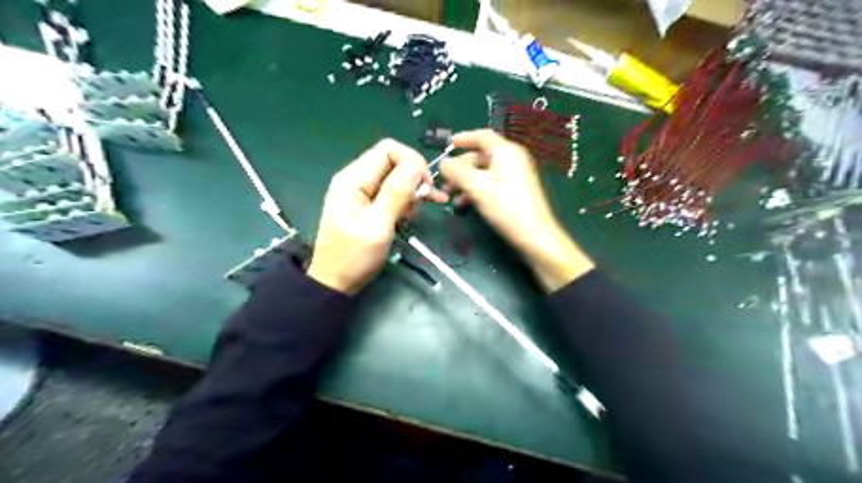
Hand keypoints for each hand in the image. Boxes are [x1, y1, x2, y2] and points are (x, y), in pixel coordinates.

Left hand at [308, 139, 442, 293]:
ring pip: (395, 176)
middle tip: (426, 200)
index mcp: (353, 179)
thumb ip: (395, 194)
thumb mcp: (377, 226)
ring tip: (417, 211)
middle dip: (414, 176)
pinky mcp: (368, 204)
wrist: (335, 282)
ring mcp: (362, 192)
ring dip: (411, 189)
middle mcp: (356, 179)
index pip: (388, 150)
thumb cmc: (353, 257)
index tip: (426, 186)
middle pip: (393, 161)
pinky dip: (405, 199)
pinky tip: (412, 213)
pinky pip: (391, 192)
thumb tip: (415, 165)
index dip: (412, 162)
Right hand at [445, 129, 593, 291]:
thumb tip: (443, 163)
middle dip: (460, 167)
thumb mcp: (476, 186)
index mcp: (506, 151)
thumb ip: (456, 171)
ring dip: (465, 181)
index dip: (464, 138)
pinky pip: (491, 183)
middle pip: (481, 155)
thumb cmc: (505, 206)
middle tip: (445, 182)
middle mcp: (512, 159)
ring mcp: (515, 175)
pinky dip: (476, 189)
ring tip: (451, 196)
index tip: (448, 143)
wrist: (534, 235)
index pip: (483, 136)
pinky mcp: (515, 190)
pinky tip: (464, 204)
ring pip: (484, 172)